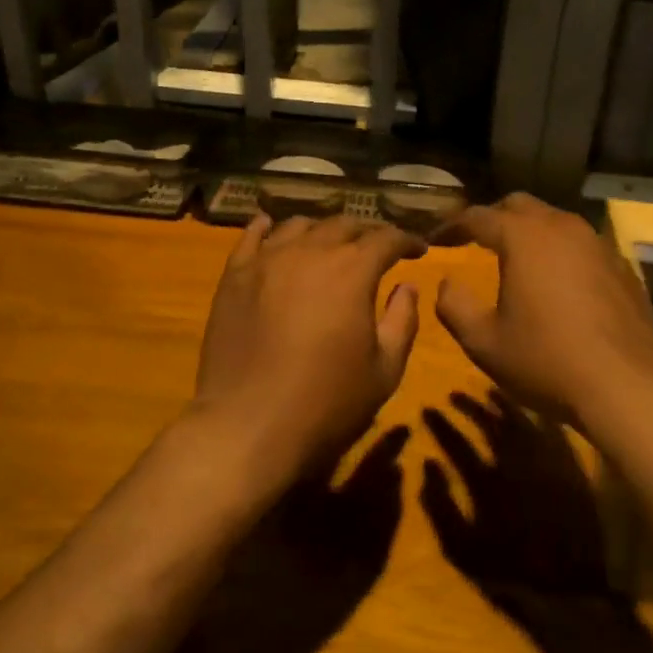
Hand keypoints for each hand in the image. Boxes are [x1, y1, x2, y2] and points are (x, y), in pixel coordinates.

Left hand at [192, 213, 425, 480]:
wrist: (247, 428)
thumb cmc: (326, 404)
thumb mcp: (384, 371)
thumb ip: (402, 321)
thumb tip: (407, 287)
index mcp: (352, 271)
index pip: (386, 238)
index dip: (406, 240)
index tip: (418, 250)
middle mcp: (310, 252)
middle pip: (344, 224)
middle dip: (367, 232)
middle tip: (378, 247)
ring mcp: (267, 260)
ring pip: (300, 225)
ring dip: (323, 230)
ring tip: (330, 243)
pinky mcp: (234, 276)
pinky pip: (251, 236)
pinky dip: (266, 227)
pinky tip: (271, 227)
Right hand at [422, 391, 610, 608]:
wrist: (570, 591)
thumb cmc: (510, 573)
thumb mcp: (461, 550)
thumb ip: (440, 507)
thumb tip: (427, 466)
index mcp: (486, 482)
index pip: (456, 443)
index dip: (440, 424)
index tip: (427, 408)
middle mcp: (515, 463)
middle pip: (489, 423)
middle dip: (469, 406)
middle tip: (454, 394)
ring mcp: (545, 463)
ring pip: (520, 421)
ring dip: (502, 404)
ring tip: (490, 392)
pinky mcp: (569, 469)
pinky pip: (551, 432)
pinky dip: (537, 418)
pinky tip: (532, 412)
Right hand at [434, 194, 652, 428]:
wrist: (628, 388)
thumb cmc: (547, 361)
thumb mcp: (484, 342)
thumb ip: (455, 306)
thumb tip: (447, 283)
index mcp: (524, 237)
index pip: (478, 216)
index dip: (452, 225)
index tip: (435, 239)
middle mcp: (562, 227)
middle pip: (520, 205)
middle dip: (493, 218)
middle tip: (475, 240)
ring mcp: (598, 244)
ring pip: (555, 222)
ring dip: (530, 232)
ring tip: (516, 258)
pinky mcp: (622, 267)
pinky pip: (582, 245)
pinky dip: (560, 253)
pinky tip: (558, 283)